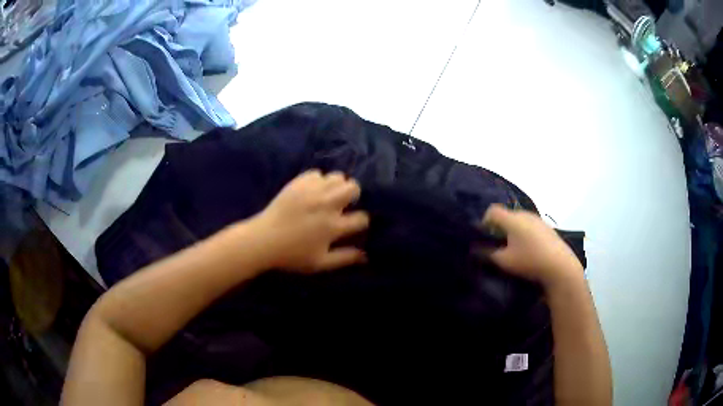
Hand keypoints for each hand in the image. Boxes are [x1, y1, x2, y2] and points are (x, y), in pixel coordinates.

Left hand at [250, 170, 369, 272]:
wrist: (263, 240)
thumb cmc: (292, 255)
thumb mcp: (320, 263)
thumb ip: (344, 258)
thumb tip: (366, 256)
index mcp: (333, 226)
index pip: (361, 218)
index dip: (361, 221)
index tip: (355, 223)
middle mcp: (327, 204)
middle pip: (353, 188)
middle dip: (353, 195)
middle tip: (344, 203)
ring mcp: (312, 191)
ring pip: (337, 176)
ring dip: (337, 185)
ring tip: (329, 195)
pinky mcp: (298, 183)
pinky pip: (317, 173)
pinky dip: (319, 180)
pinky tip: (313, 190)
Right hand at [479, 204, 582, 287]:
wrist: (560, 265)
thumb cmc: (529, 261)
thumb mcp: (504, 261)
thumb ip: (488, 254)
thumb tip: (476, 249)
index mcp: (512, 219)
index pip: (492, 211)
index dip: (484, 221)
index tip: (484, 236)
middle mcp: (525, 214)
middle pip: (506, 215)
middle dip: (499, 228)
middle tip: (497, 245)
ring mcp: (537, 220)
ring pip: (519, 221)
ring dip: (512, 231)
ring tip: (513, 248)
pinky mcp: (546, 227)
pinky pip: (530, 226)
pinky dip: (524, 234)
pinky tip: (528, 250)